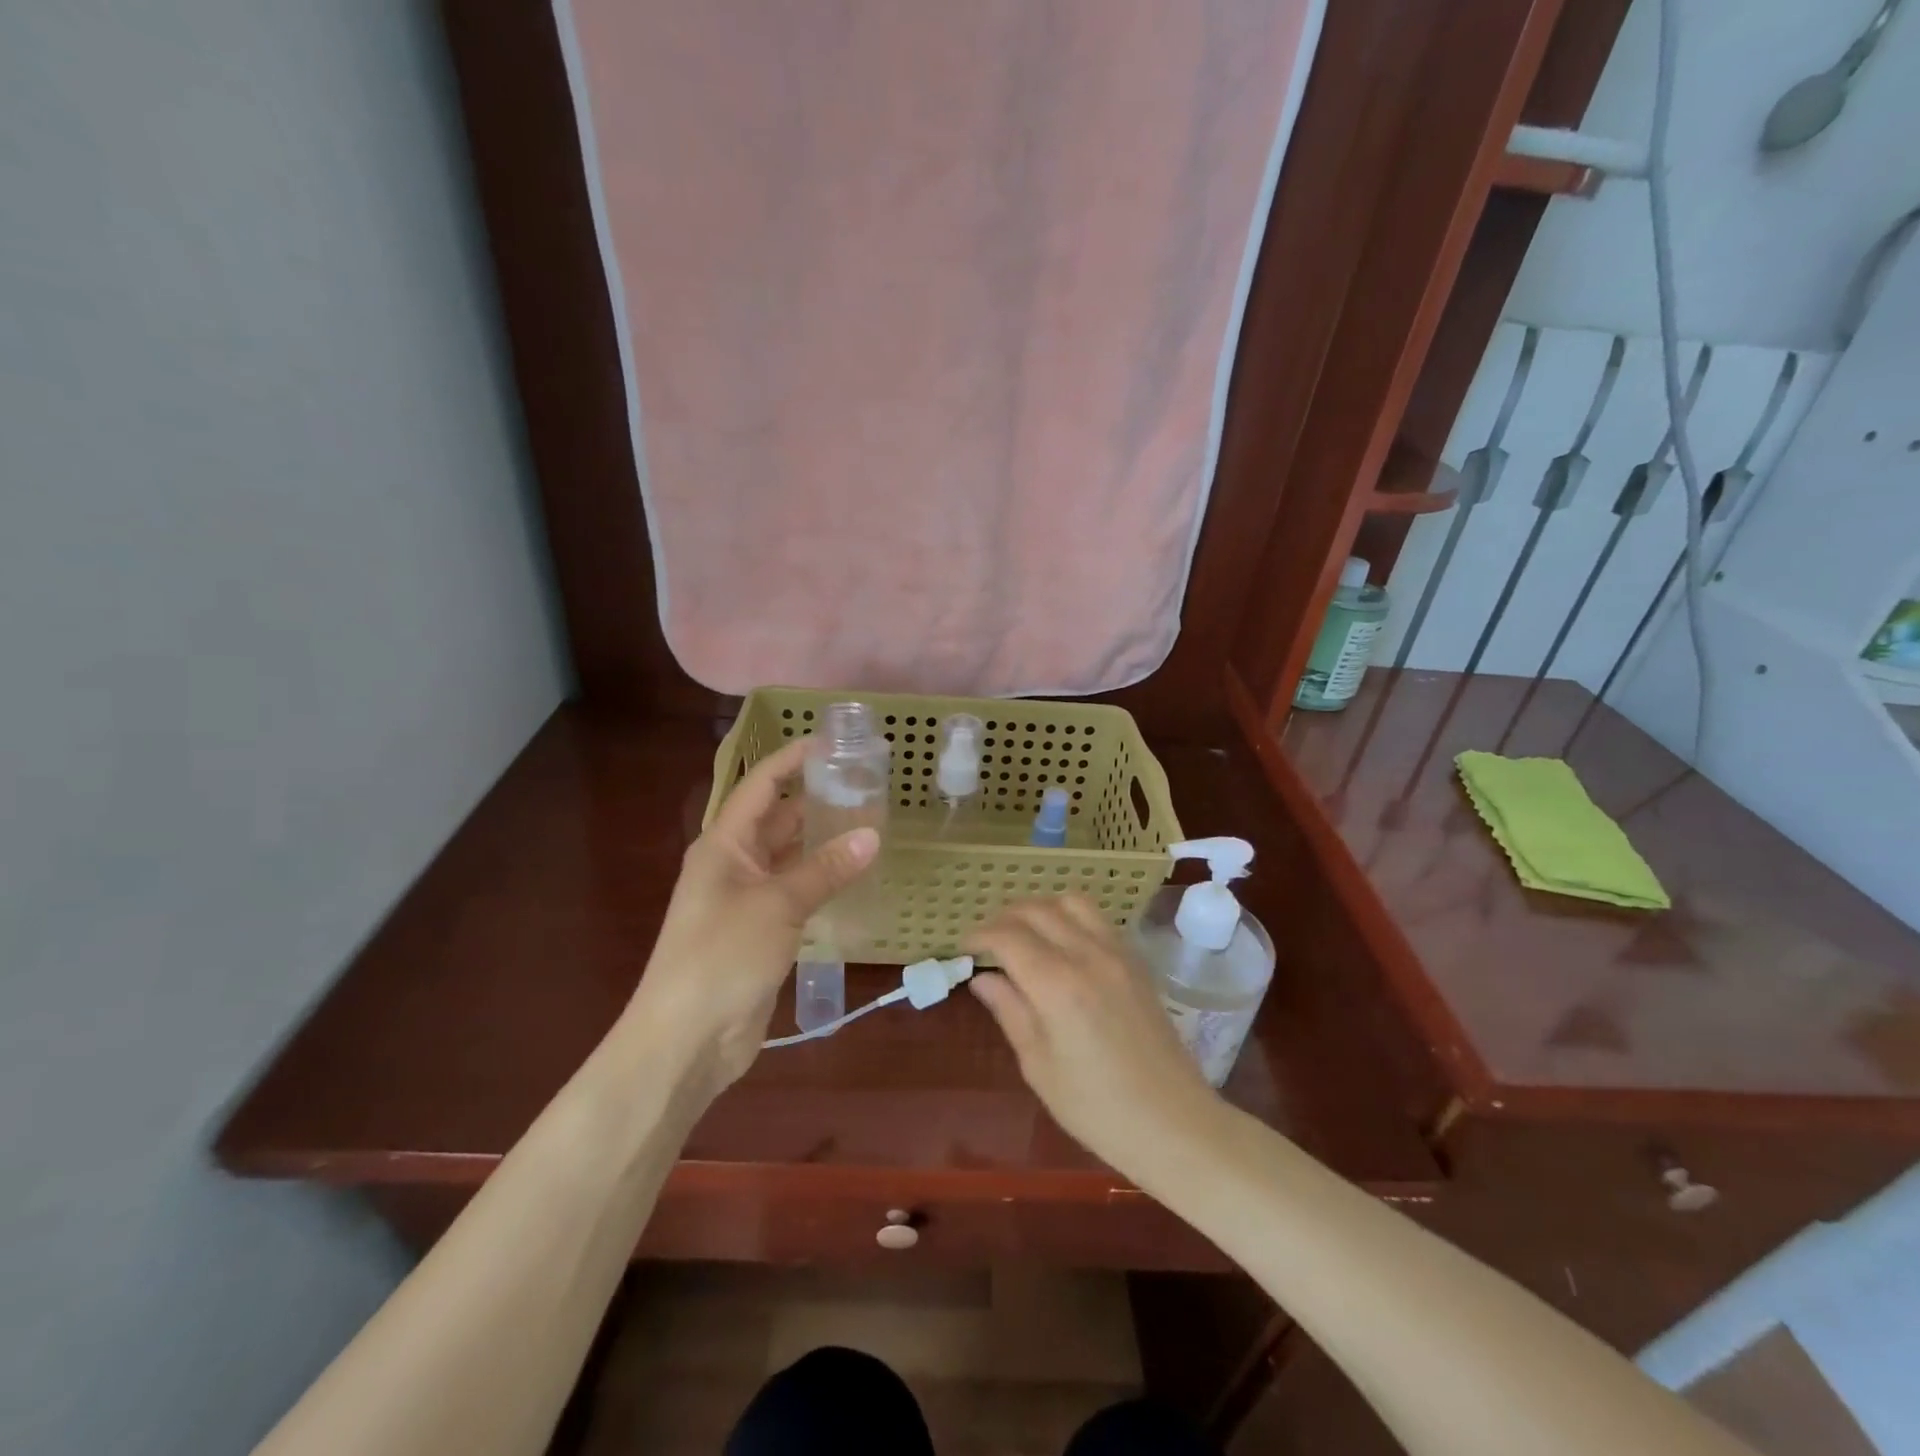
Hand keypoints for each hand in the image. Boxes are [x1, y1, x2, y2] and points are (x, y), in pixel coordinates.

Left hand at [624, 739, 878, 1101]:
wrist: (686, 1039)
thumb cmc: (722, 956)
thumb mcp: (778, 905)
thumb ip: (825, 869)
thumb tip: (872, 835)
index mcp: (724, 843)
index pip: (762, 785)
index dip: (793, 759)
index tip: (834, 741)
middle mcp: (734, 863)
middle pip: (779, 819)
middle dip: (818, 800)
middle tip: (868, 785)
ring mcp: (747, 899)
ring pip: (791, 857)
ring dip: (824, 843)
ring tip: (872, 823)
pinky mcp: (762, 932)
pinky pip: (797, 893)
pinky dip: (824, 881)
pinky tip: (857, 875)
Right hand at [966, 896, 1221, 1177]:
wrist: (1174, 1124)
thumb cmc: (1097, 1109)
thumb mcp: (1039, 1066)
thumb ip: (1010, 1011)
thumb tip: (982, 977)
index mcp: (1057, 984)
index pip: (1007, 936)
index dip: (979, 935)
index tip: (963, 948)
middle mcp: (1087, 955)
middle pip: (1037, 910)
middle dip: (1004, 918)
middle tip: (987, 942)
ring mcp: (1117, 953)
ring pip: (1071, 902)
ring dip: (1040, 908)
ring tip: (1023, 934)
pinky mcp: (1136, 961)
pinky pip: (1097, 919)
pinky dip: (1070, 917)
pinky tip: (1061, 944)